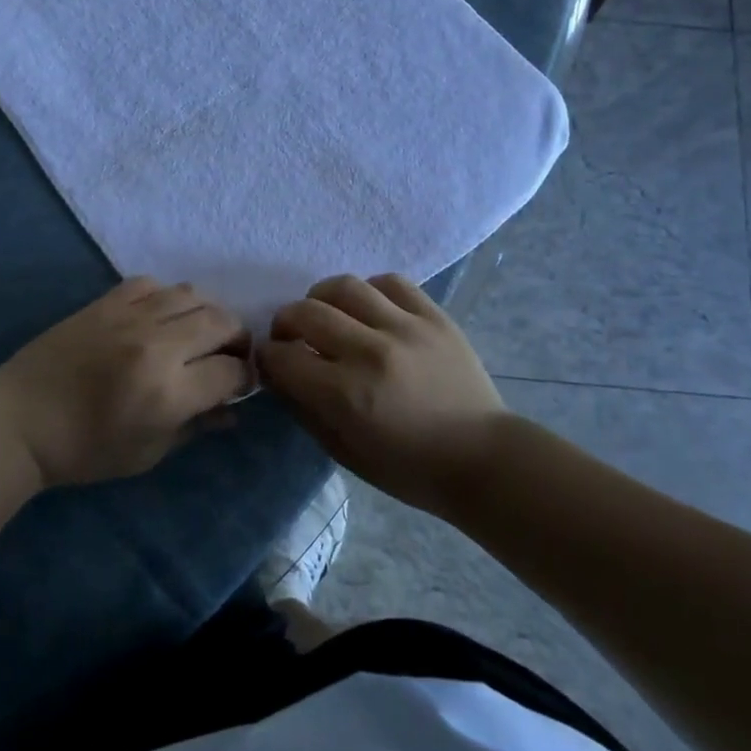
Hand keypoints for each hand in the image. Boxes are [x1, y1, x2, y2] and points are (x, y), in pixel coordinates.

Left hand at [0, 278, 250, 487]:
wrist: (21, 420)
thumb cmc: (85, 450)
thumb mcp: (147, 453)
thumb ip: (196, 427)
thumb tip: (232, 410)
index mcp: (168, 393)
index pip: (231, 371)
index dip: (243, 378)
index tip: (238, 384)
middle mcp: (157, 346)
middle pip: (221, 322)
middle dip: (236, 339)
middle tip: (227, 355)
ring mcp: (130, 317)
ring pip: (192, 294)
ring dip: (207, 313)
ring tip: (198, 332)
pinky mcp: (106, 301)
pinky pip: (152, 284)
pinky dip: (167, 297)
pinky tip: (160, 316)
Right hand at [257, 274, 506, 517]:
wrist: (483, 458)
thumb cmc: (410, 468)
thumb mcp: (345, 452)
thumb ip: (305, 408)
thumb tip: (280, 373)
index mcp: (346, 395)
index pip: (283, 357)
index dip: (267, 357)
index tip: (271, 360)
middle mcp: (371, 352)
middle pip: (306, 312)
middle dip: (285, 322)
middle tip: (291, 336)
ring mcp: (405, 328)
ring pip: (345, 286)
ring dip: (322, 298)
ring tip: (327, 314)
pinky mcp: (434, 316)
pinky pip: (391, 282)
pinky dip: (369, 291)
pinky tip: (368, 308)